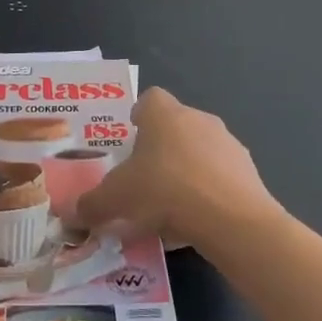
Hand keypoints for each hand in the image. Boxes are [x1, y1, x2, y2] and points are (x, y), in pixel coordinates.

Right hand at [75, 88, 285, 253]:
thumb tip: (72, 214)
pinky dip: (208, 193)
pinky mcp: (249, 172)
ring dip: (186, 171)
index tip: (130, 141)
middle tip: (143, 180)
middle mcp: (198, 119)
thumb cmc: (165, 191)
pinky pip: (220, 177)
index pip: (149, 99)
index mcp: (164, 114)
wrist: (232, 219)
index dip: (138, 117)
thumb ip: (92, 204)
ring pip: (200, 152)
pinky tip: (197, 221)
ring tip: (170, 207)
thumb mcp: (116, 199)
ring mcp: (228, 144)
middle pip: (175, 126)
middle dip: (160, 150)